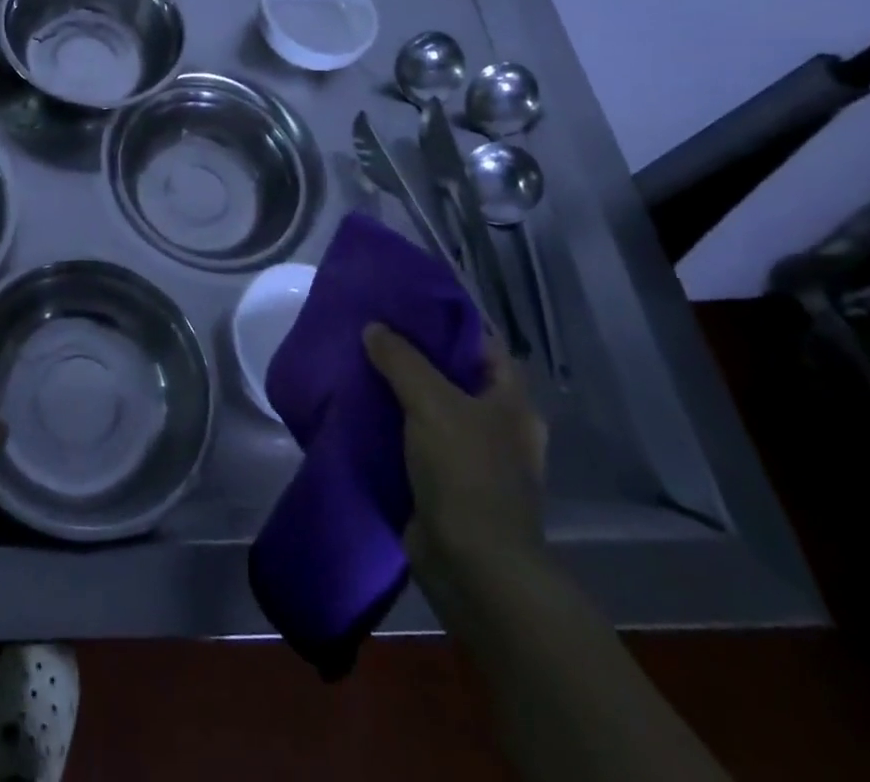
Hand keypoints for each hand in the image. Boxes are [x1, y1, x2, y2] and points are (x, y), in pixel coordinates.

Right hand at [363, 323, 547, 590]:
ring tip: (358, 363)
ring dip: (399, 391)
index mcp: (511, 402)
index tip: (406, 302)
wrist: (473, 567)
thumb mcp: (432, 402)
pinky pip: (416, 441)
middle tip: (373, 330)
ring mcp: (472, 457)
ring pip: (431, 408)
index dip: (448, 320)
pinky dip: (392, 426)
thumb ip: (401, 359)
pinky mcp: (446, 483)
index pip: (482, 343)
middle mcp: (498, 426)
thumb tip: (374, 328)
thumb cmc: (466, 474)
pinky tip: (360, 409)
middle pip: (453, 375)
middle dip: (415, 355)